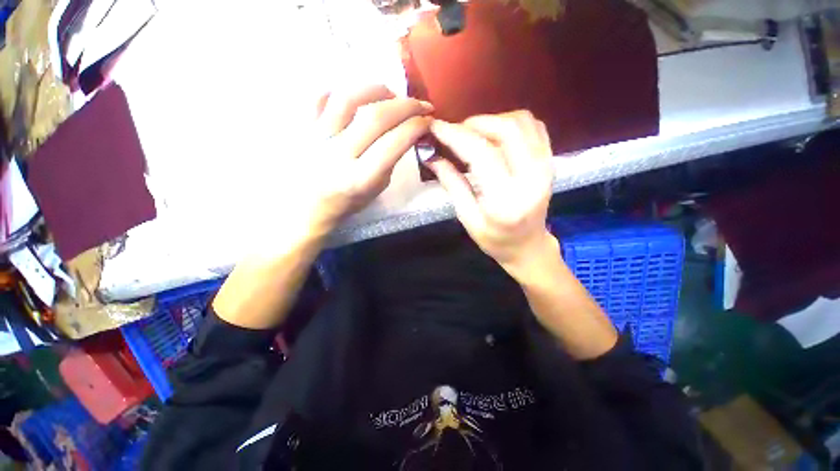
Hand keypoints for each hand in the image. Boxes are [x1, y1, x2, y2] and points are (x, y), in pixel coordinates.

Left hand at [304, 85, 433, 235]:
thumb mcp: (377, 188)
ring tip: (390, 94)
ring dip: (376, 90)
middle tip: (418, 104)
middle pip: (376, 117)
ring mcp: (317, 137)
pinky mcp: (303, 127)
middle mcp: (339, 154)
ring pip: (348, 98)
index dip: (416, 126)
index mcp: (361, 177)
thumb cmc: (348, 201)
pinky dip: (341, 91)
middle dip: (405, 105)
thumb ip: (391, 159)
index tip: (427, 120)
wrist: (309, 206)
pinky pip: (319, 97)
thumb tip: (405, 131)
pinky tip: (356, 98)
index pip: (394, 142)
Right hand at [424, 111, 556, 278]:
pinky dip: (511, 122)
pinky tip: (495, 135)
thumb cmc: (495, 239)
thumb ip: (452, 185)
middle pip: (506, 130)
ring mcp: (546, 166)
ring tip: (473, 134)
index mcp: (506, 200)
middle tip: (455, 133)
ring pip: (521, 122)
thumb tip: (432, 158)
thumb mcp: (468, 218)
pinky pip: (534, 126)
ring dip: (492, 120)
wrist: (528, 246)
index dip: (456, 136)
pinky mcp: (550, 161)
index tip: (436, 127)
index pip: (481, 154)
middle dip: (474, 124)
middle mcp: (531, 178)